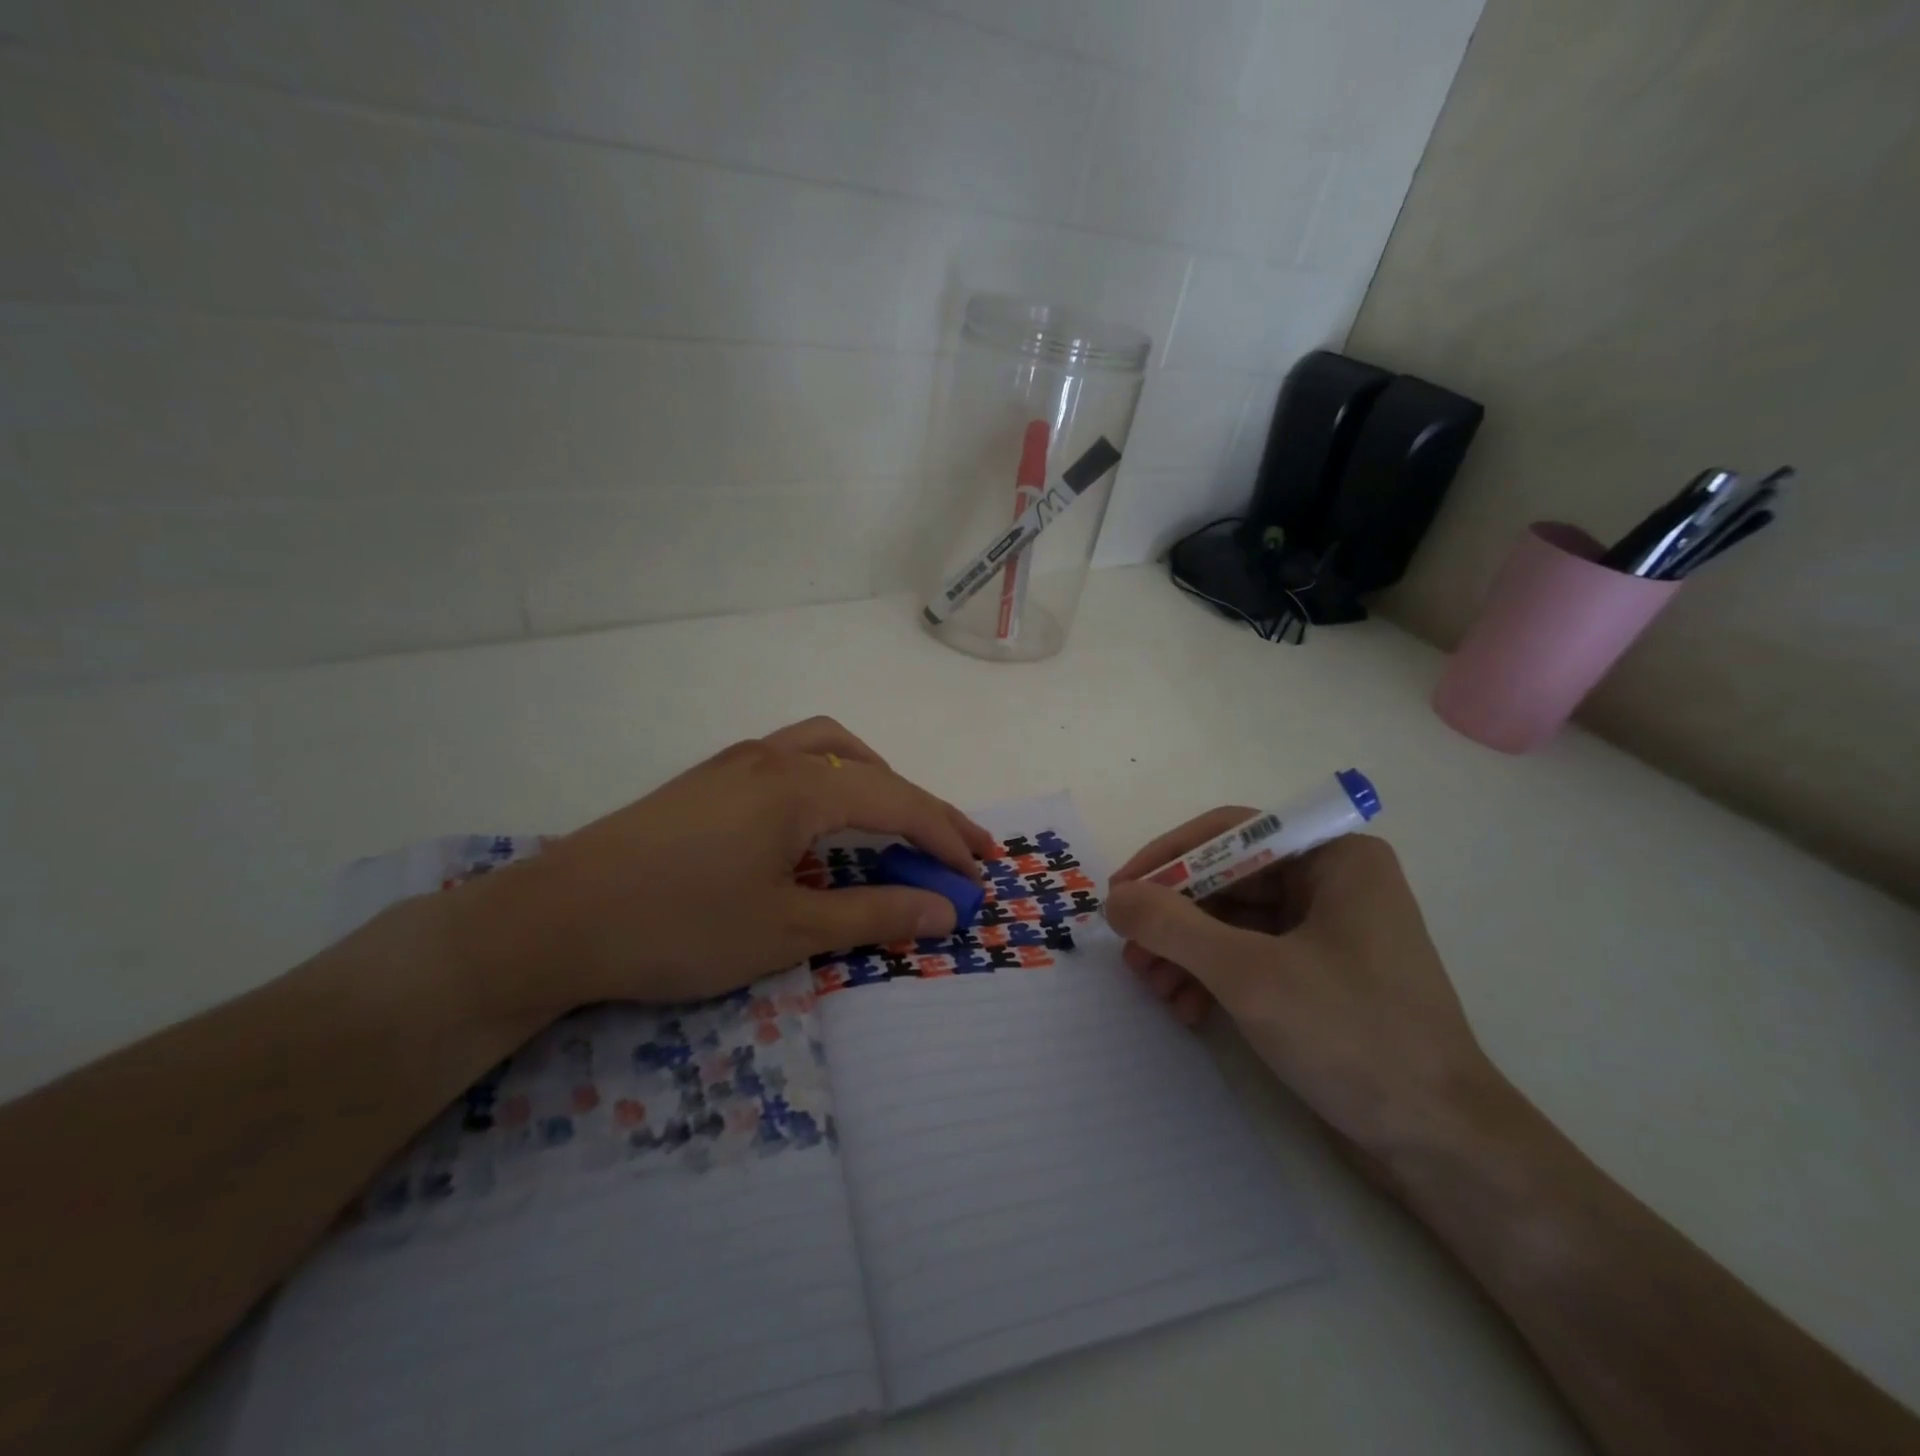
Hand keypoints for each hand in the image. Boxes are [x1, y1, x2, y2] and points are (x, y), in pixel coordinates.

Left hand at [447, 717, 995, 1018]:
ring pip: (830, 748)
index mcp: (800, 787)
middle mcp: (774, 758)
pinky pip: (793, 760)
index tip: (980, 873)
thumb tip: (945, 910)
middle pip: (872, 770)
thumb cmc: (678, 927)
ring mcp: (737, 762)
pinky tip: (821, 818)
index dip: (947, 837)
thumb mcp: (787, 930)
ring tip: (896, 819)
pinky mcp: (709, 779)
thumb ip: (873, 914)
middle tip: (958, 848)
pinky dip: (832, 779)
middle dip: (923, 808)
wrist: (554, 920)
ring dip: (875, 779)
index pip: (898, 802)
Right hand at [1104, 811, 1500, 1158]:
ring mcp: (1326, 931)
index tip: (1120, 892)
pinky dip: (1211, 977)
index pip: (1231, 833)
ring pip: (1231, 921)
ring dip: (1185, 951)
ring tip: (1153, 988)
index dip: (1168, 858)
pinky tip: (1187, 1009)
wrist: (1439, 1146)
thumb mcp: (1249, 974)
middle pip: (1226, 880)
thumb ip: (1172, 926)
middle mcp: (1332, 883)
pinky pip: (1248, 956)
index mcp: (1335, 859)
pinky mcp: (1318, 975)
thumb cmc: (1352, 1037)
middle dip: (1173, 918)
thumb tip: (1116, 898)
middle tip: (1129, 952)